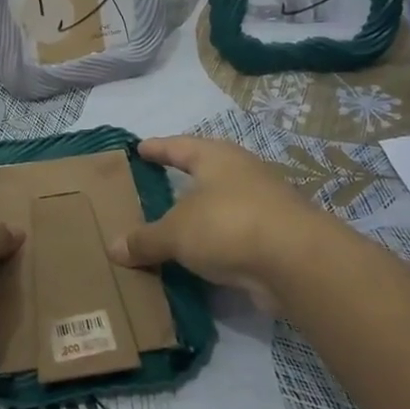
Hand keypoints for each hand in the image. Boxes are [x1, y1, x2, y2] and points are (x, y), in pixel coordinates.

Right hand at [108, 136, 344, 307]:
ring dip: (200, 215)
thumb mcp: (176, 232)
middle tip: (155, 185)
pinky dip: (216, 243)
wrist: (297, 262)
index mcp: (217, 158)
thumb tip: (113, 248)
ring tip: (174, 225)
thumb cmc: (229, 225)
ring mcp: (263, 205)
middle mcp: (242, 174)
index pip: (179, 146)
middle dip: (182, 179)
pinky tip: (200, 258)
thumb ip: (145, 240)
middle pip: (205, 172)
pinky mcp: (275, 238)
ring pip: (222, 205)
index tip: (139, 148)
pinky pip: (234, 236)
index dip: (158, 148)